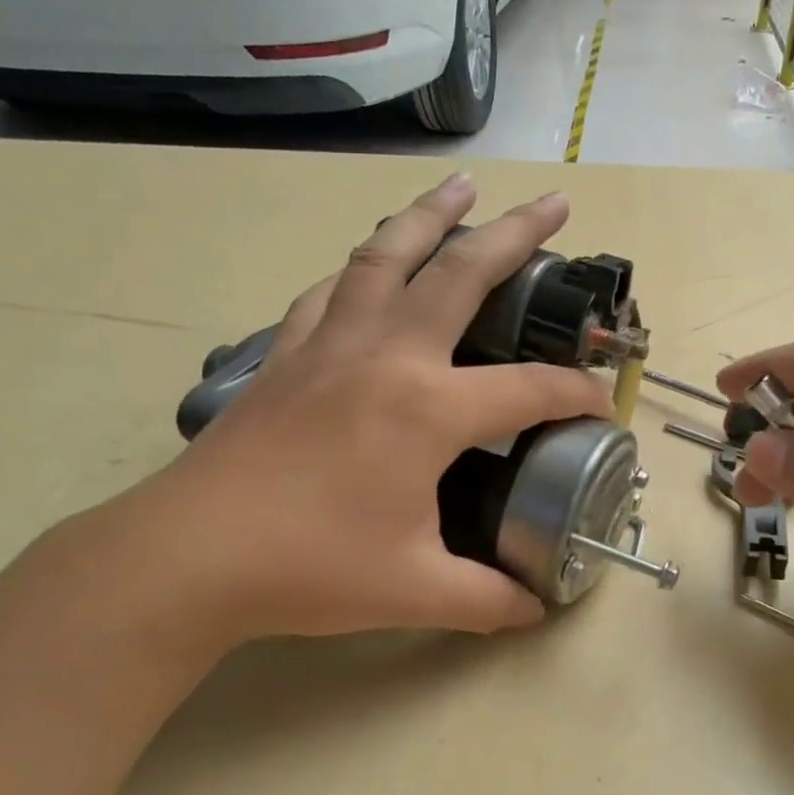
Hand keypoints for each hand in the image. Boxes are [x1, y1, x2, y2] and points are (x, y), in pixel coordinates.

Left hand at [130, 174, 609, 641]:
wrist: (189, 557)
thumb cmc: (311, 569)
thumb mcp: (418, 592)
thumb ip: (489, 599)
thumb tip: (535, 607)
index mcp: (429, 409)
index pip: (531, 390)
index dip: (579, 394)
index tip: (604, 404)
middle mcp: (387, 356)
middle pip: (462, 272)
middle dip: (516, 233)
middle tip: (554, 203)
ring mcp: (331, 345)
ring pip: (387, 256)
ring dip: (430, 216)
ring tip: (460, 187)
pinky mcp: (288, 355)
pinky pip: (334, 291)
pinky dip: (363, 267)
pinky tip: (371, 265)